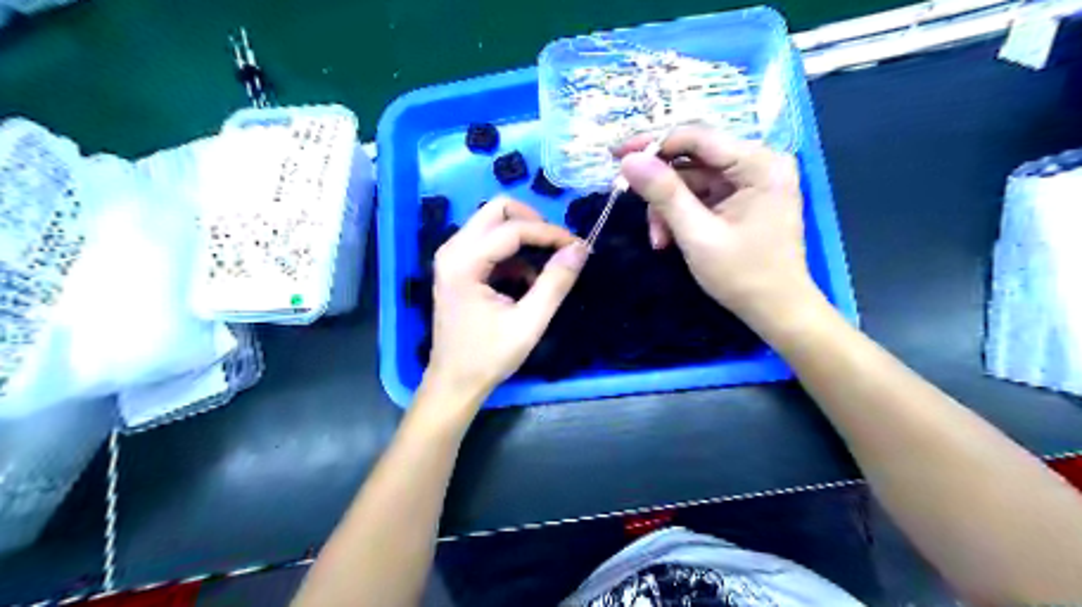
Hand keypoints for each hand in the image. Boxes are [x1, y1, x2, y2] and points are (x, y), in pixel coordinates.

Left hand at [425, 198, 590, 412]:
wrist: (454, 382)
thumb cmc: (488, 357)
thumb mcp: (529, 323)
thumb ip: (555, 283)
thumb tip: (580, 249)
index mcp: (464, 262)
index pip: (513, 228)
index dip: (550, 233)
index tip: (579, 246)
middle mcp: (452, 249)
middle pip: (497, 210)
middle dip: (534, 222)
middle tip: (558, 246)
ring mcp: (452, 256)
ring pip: (493, 222)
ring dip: (524, 237)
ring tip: (547, 267)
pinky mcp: (458, 266)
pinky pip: (490, 242)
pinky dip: (514, 253)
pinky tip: (527, 281)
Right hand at [617, 126, 820, 328]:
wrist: (776, 310)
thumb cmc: (743, 275)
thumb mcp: (697, 235)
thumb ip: (663, 195)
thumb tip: (628, 160)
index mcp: (760, 164)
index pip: (698, 137)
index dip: (653, 142)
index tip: (616, 155)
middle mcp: (759, 163)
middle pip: (694, 158)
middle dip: (661, 186)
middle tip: (629, 198)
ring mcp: (751, 181)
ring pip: (692, 179)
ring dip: (668, 207)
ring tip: (658, 239)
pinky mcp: (742, 198)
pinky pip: (701, 195)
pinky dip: (681, 214)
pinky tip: (670, 238)